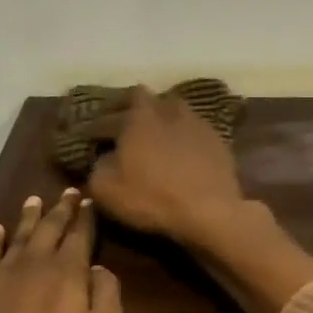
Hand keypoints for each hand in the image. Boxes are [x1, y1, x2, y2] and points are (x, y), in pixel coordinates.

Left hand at [0, 188, 124, 312]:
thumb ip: (107, 295)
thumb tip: (98, 267)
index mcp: (66, 272)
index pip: (80, 235)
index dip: (86, 217)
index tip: (88, 200)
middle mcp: (31, 265)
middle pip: (48, 229)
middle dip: (60, 209)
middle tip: (67, 192)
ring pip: (15, 237)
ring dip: (27, 218)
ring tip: (33, 201)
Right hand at [83, 86, 246, 247]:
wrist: (210, 210)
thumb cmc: (151, 197)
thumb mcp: (106, 188)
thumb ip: (97, 167)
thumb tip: (103, 159)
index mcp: (138, 116)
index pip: (113, 110)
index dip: (100, 124)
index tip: (93, 137)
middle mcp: (168, 110)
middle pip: (149, 101)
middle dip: (136, 112)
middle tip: (127, 131)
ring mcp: (198, 123)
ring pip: (176, 112)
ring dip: (165, 122)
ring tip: (158, 140)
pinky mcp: (219, 141)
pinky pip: (196, 133)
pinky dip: (187, 140)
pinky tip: (184, 156)